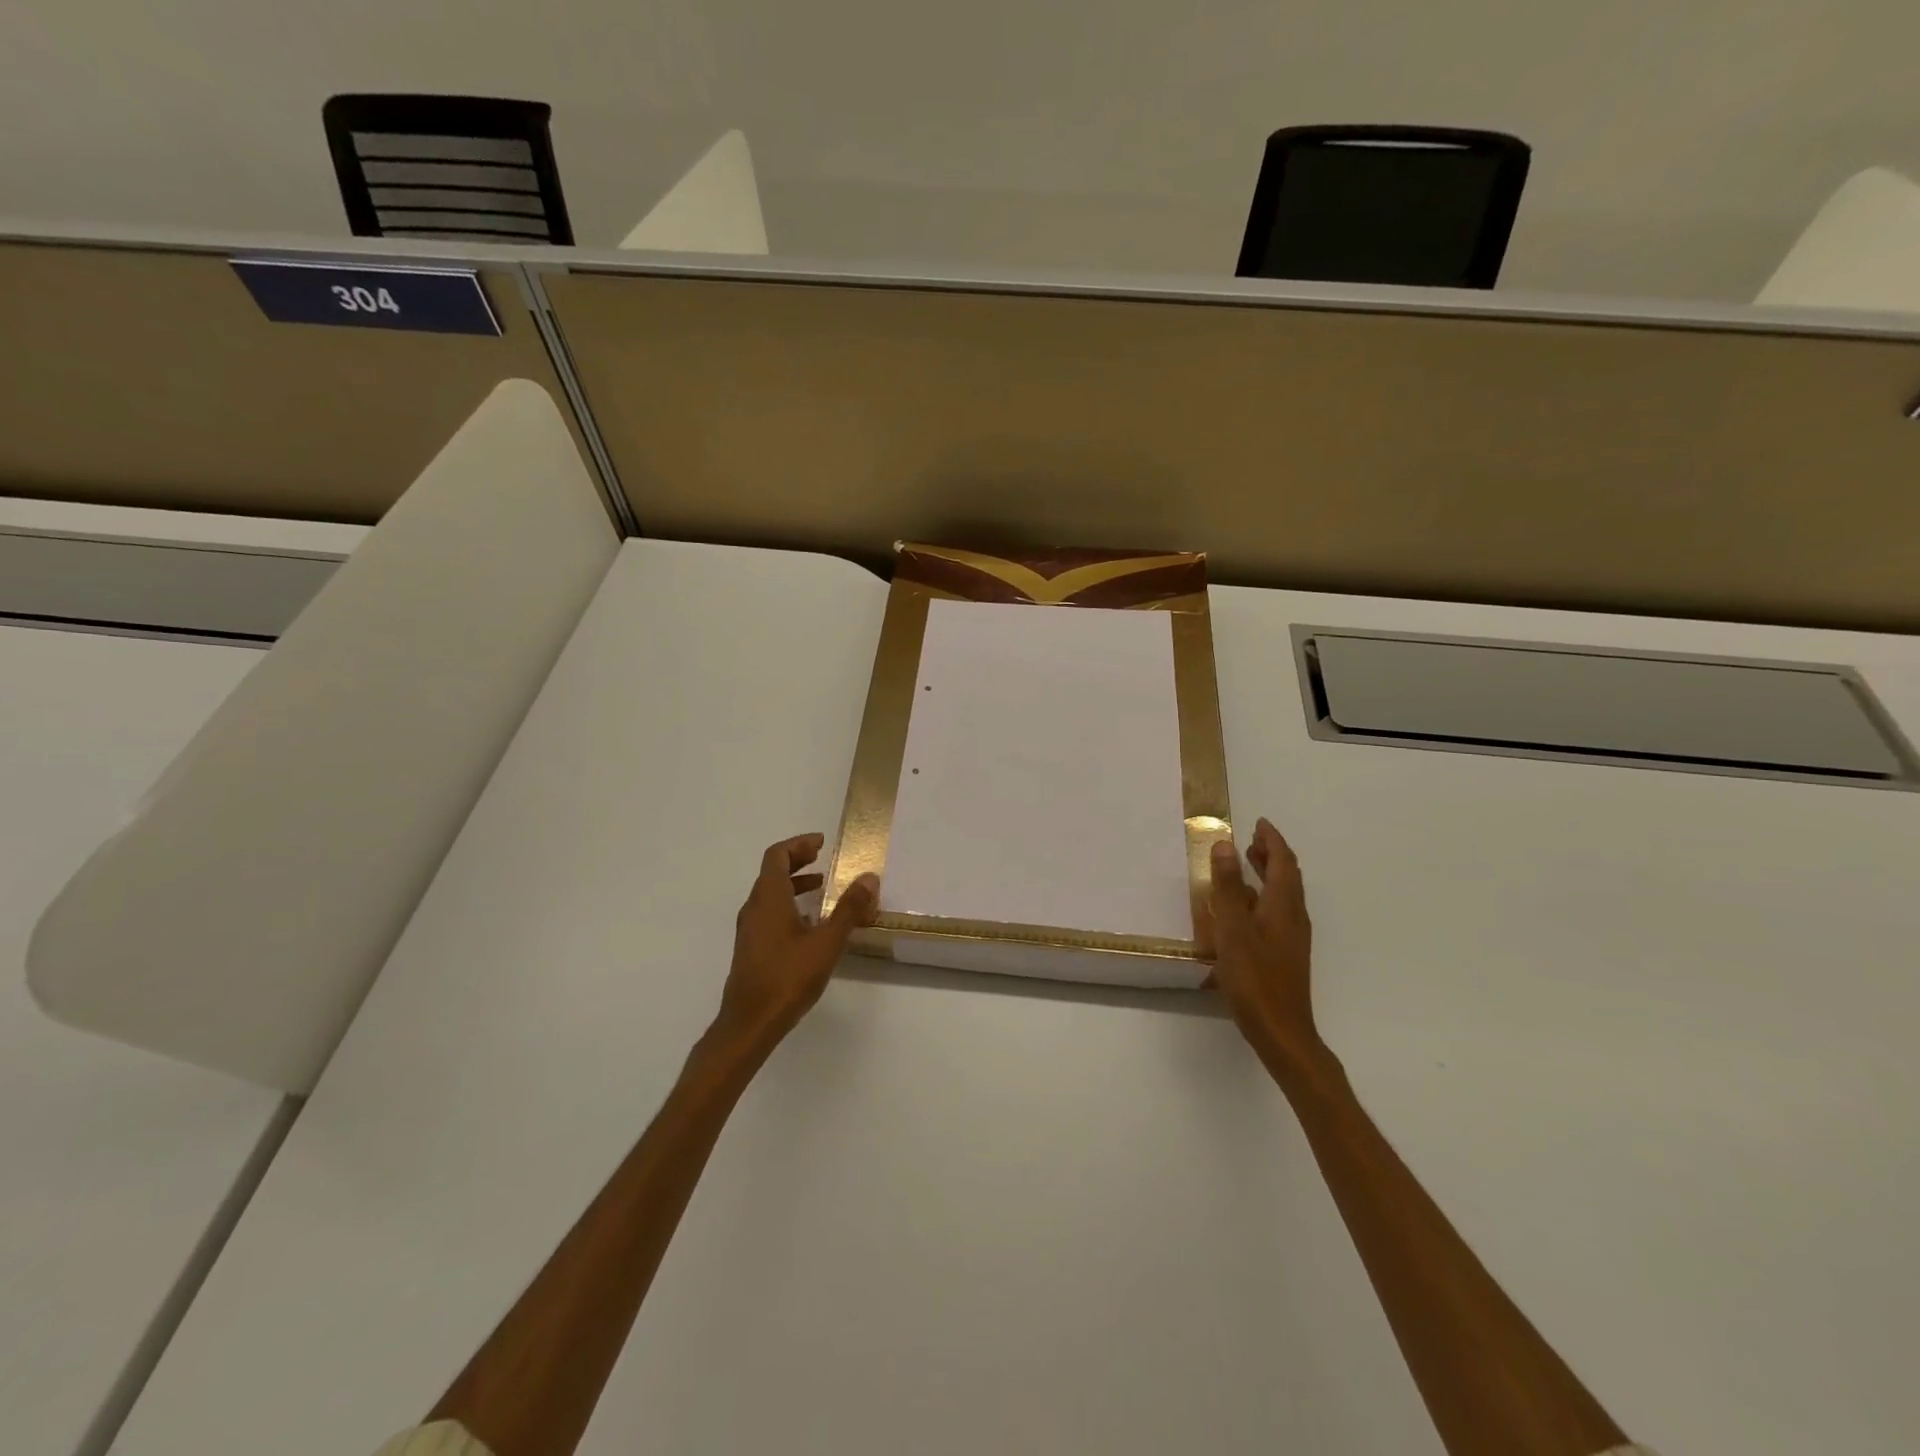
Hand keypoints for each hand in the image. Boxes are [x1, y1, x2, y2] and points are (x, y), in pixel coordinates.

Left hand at [715, 833, 878, 1057]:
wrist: (749, 1023)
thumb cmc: (788, 977)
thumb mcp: (827, 942)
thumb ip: (849, 909)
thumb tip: (869, 878)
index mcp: (768, 898)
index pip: (777, 856)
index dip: (798, 844)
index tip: (821, 842)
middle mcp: (754, 908)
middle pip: (772, 872)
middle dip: (798, 861)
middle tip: (822, 858)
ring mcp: (749, 930)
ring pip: (770, 894)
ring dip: (794, 884)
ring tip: (822, 888)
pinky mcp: (751, 948)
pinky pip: (769, 913)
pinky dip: (789, 905)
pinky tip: (810, 924)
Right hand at [1209, 818, 1322, 1072]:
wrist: (1282, 1032)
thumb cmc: (1255, 979)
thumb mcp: (1233, 930)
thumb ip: (1228, 887)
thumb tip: (1226, 844)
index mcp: (1283, 906)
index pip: (1283, 862)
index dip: (1271, 840)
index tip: (1259, 823)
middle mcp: (1293, 916)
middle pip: (1287, 877)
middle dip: (1271, 855)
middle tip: (1251, 839)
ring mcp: (1292, 937)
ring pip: (1283, 895)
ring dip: (1267, 874)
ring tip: (1246, 864)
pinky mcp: (1285, 953)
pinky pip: (1277, 911)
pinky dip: (1262, 896)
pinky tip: (1244, 908)